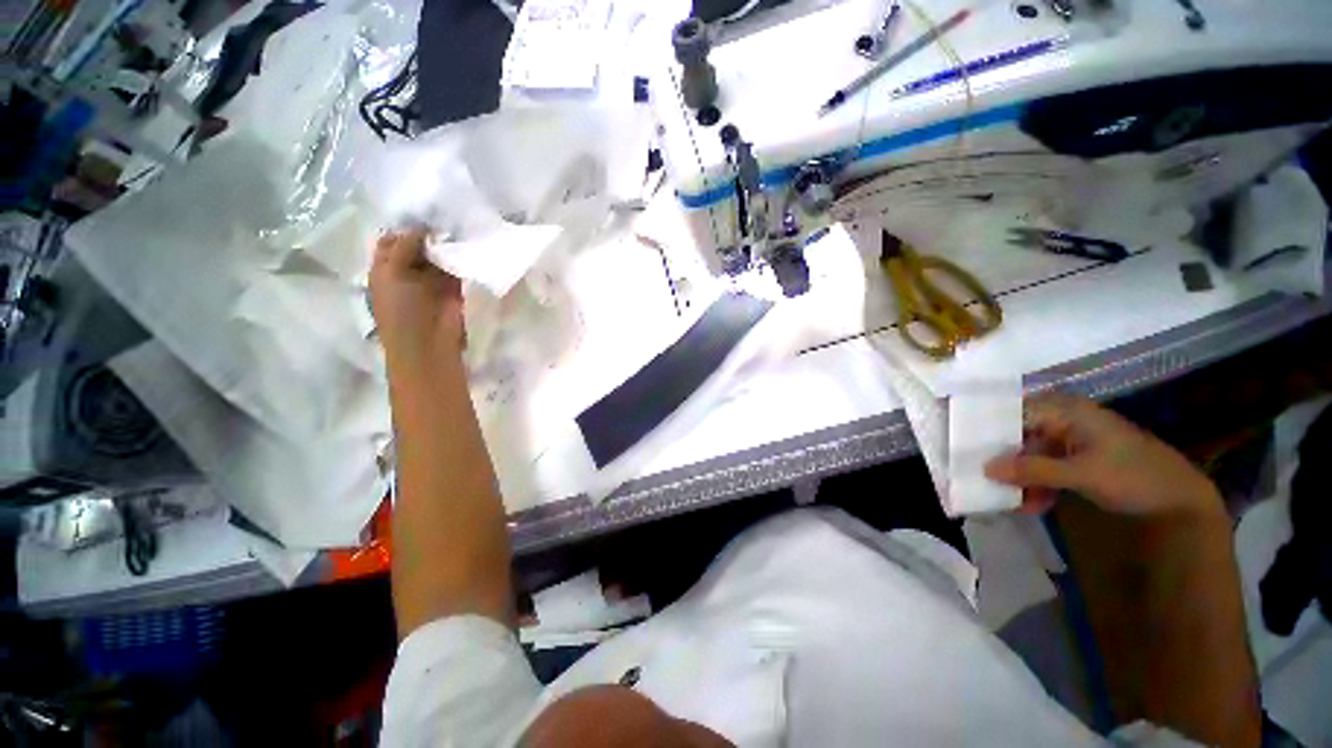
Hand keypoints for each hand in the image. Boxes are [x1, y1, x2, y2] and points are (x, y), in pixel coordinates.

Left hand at [369, 230, 464, 370]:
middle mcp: (406, 271)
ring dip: (446, 244)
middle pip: (418, 245)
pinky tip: (467, 242)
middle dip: (429, 233)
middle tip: (445, 216)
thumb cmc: (401, 310)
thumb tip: (423, 226)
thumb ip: (404, 246)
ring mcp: (431, 281)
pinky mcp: (453, 288)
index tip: (423, 214)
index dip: (406, 229)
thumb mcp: (391, 273)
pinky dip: (460, 257)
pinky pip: (456, 267)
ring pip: (438, 255)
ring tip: (458, 225)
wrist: (429, 343)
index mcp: (384, 268)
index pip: (393, 240)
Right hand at [985, 393, 1220, 518]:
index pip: (1013, 413)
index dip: (989, 430)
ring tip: (1012, 501)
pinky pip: (1046, 467)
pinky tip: (1034, 504)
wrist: (1180, 499)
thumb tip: (985, 469)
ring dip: (1021, 477)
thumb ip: (1032, 470)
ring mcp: (1072, 439)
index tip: (965, 448)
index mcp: (1065, 410)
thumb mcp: (1081, 473)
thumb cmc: (1133, 475)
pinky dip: (1038, 484)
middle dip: (1003, 459)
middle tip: (984, 479)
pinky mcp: (1078, 458)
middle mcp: (1064, 419)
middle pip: (1020, 434)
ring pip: (1031, 453)